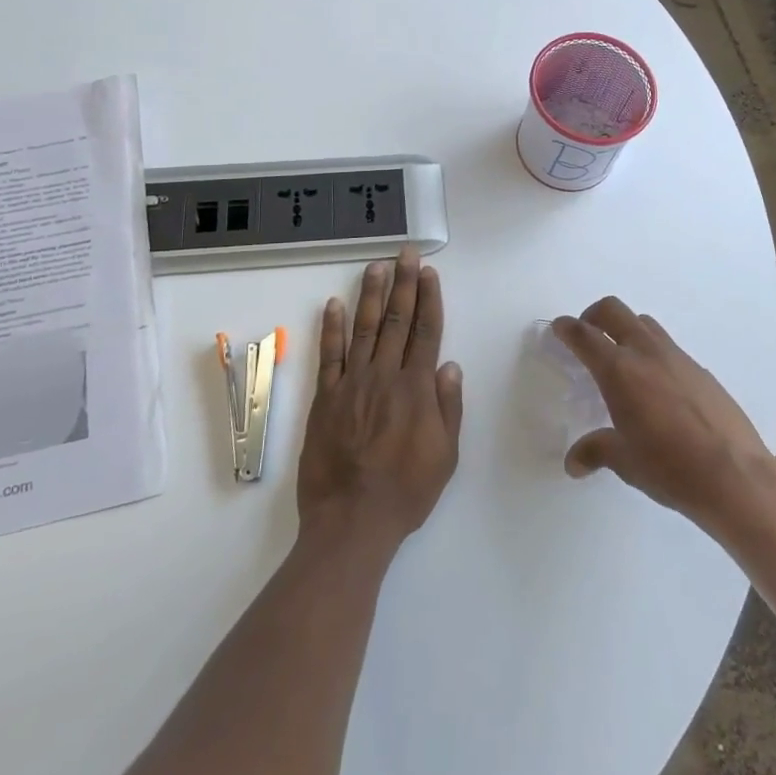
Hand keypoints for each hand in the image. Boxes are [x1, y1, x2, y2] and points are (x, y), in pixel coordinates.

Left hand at [298, 246, 463, 551]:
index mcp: (416, 389)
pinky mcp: (325, 397)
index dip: (429, 299)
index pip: (426, 332)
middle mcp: (384, 376)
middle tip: (405, 254)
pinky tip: (334, 303)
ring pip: (364, 328)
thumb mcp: (445, 455)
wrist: (351, 520)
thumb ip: (448, 407)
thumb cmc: (405, 491)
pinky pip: (329, 355)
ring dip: (371, 295)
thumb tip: (450, 365)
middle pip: (397, 320)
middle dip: (404, 283)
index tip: (429, 272)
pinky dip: (331, 328)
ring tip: (376, 266)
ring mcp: (352, 383)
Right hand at [556, 298, 775, 531]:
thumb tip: (573, 463)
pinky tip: (658, 387)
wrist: (735, 475)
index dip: (567, 328)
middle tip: (587, 335)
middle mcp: (646, 353)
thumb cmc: (670, 467)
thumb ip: (596, 452)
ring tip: (622, 358)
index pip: (584, 336)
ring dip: (626, 329)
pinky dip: (653, 352)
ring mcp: (677, 357)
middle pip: (613, 311)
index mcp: (619, 371)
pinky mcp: (701, 370)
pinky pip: (668, 347)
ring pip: (644, 323)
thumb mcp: (625, 461)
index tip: (559, 328)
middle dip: (594, 315)